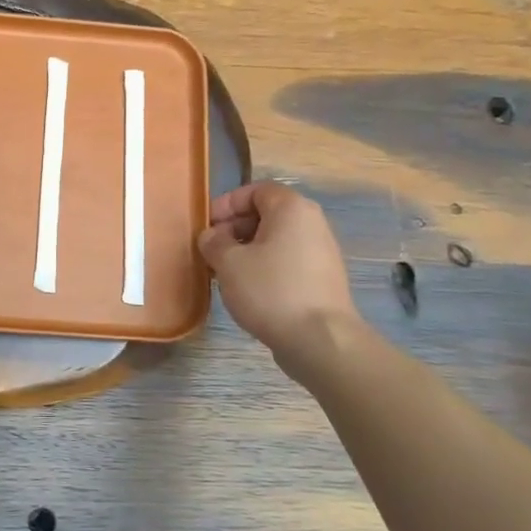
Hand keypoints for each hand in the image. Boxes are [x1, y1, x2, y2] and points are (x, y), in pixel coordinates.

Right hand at [198, 182, 360, 375]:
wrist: (320, 339)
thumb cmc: (270, 289)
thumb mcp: (228, 262)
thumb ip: (213, 241)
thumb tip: (212, 236)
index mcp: (292, 208)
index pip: (255, 190)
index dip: (226, 204)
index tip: (207, 226)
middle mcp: (312, 223)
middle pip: (267, 214)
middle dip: (234, 228)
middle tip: (211, 250)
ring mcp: (321, 252)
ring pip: (276, 240)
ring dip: (247, 250)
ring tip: (225, 272)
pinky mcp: (323, 279)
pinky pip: (287, 261)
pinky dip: (265, 267)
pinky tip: (248, 290)